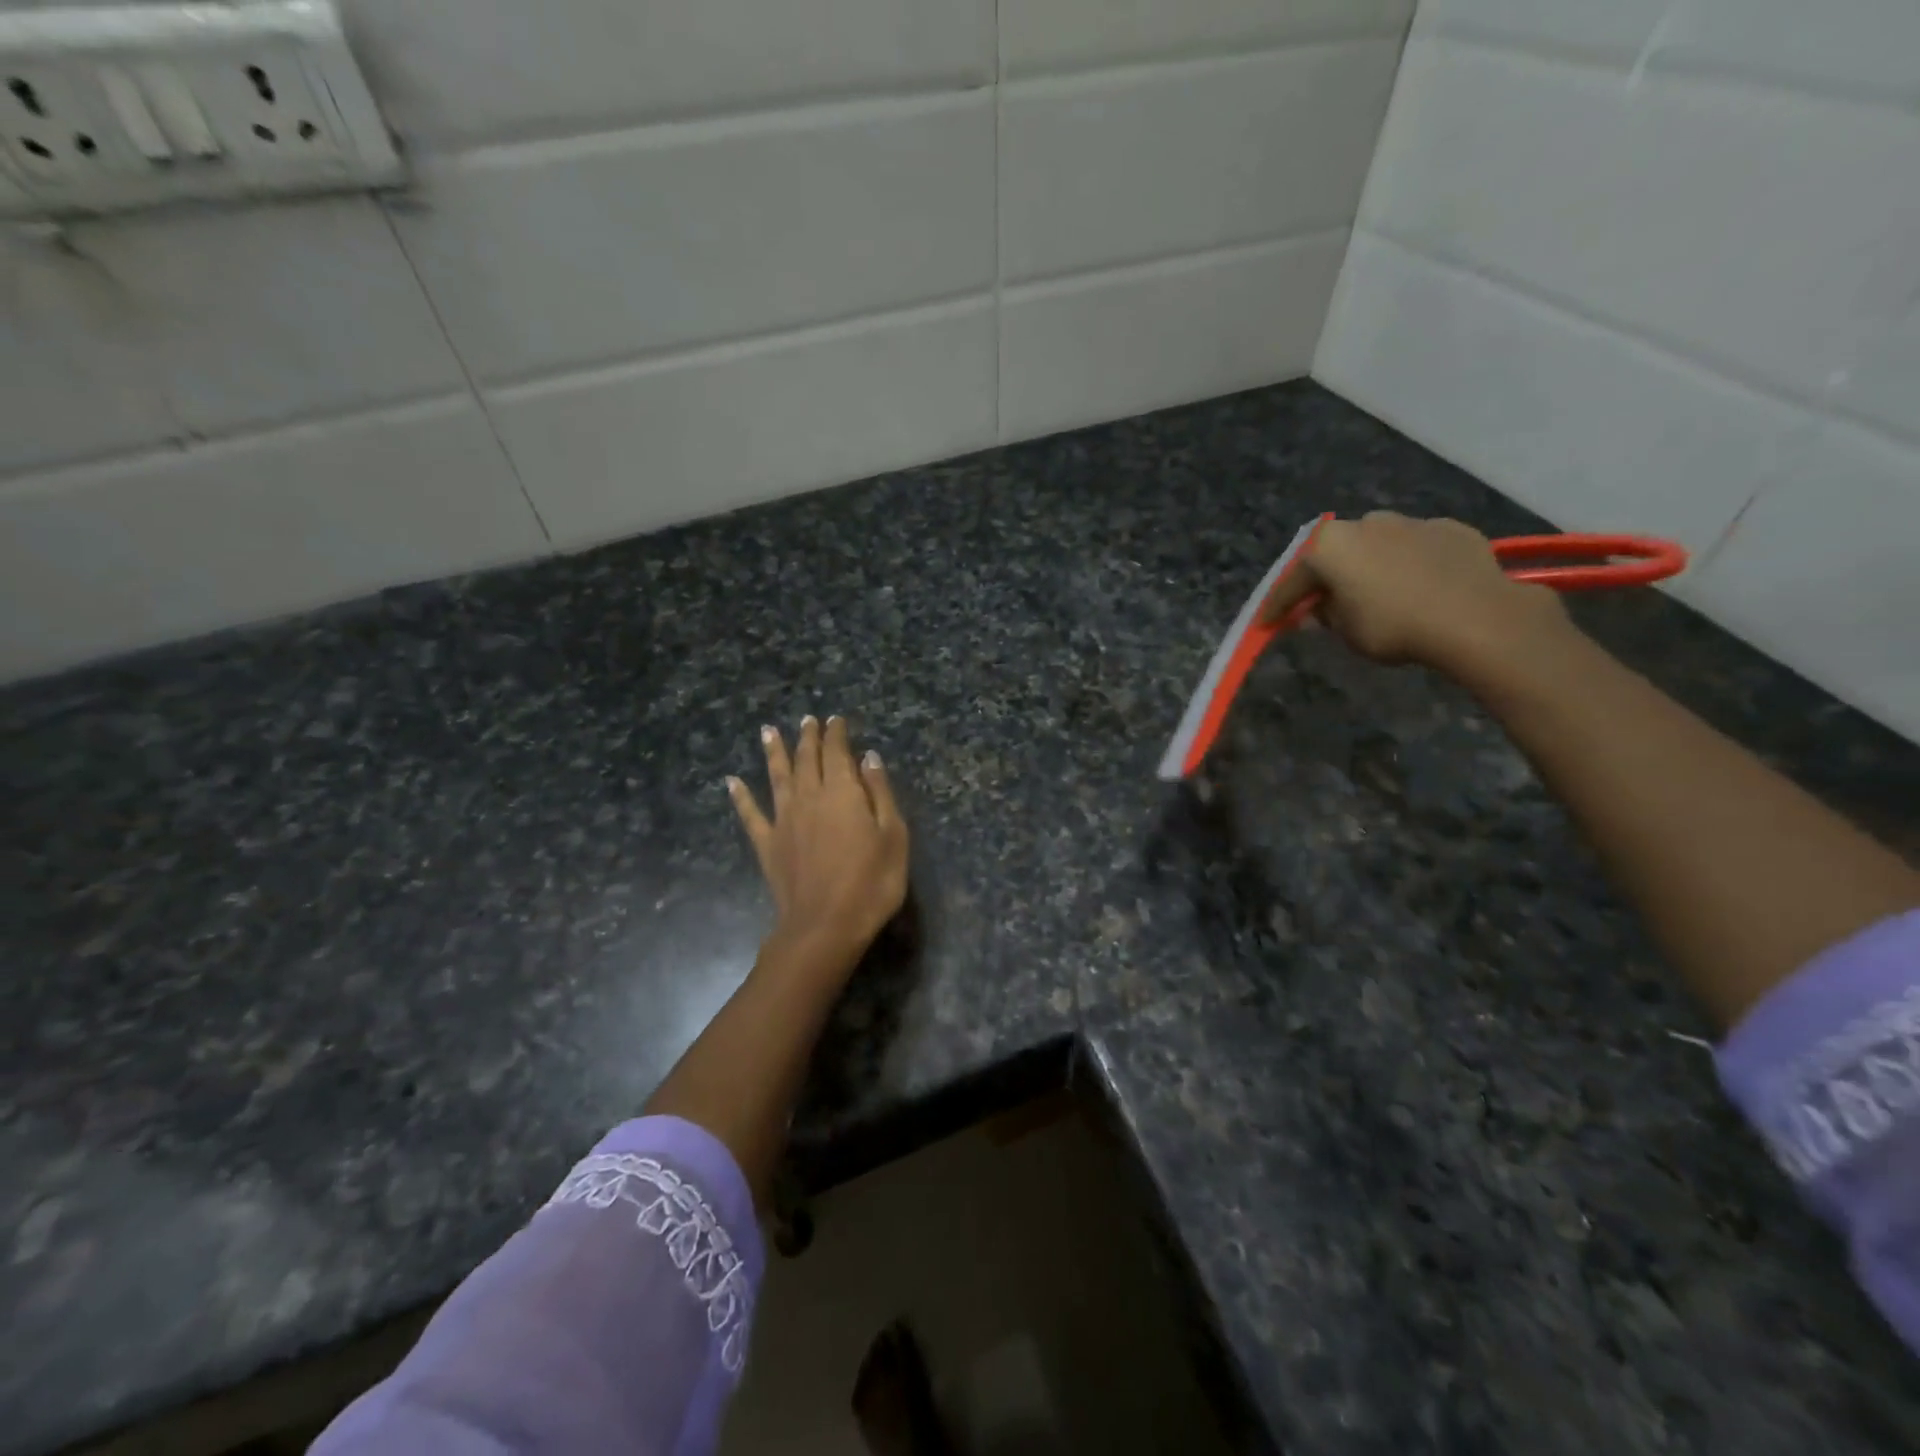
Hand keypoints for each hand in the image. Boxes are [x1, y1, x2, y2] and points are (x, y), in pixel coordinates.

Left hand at [728, 715, 908, 975]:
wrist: (825, 926)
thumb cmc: (871, 882)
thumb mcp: (893, 835)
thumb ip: (880, 793)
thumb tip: (869, 757)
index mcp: (842, 792)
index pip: (838, 752)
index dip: (837, 734)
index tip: (836, 719)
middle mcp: (809, 796)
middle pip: (807, 759)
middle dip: (808, 737)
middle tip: (808, 719)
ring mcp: (784, 820)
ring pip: (777, 776)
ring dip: (773, 752)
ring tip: (768, 731)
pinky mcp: (767, 844)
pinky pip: (750, 814)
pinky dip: (741, 797)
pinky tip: (732, 782)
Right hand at [1260, 512, 1570, 674]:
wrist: (1476, 617)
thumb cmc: (1394, 626)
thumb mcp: (1346, 631)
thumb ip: (1324, 616)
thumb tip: (1316, 611)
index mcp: (1329, 546)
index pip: (1292, 581)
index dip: (1277, 606)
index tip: (1268, 623)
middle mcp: (1365, 523)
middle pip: (1334, 554)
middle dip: (1325, 578)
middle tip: (1321, 604)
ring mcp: (1410, 522)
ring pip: (1376, 545)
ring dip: (1368, 567)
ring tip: (1374, 594)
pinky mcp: (1449, 529)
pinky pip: (1415, 549)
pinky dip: (1408, 565)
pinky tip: (1417, 587)